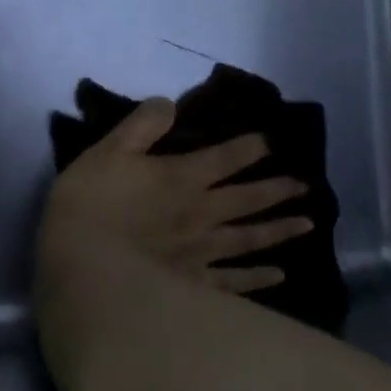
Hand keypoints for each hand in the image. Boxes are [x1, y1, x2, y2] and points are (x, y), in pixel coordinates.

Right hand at [38, 98, 311, 294]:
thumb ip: (142, 124)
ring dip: (279, 229)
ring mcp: (202, 253)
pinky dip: (258, 279)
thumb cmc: (91, 203)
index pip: (226, 158)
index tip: (272, 141)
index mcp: (183, 178)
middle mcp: (203, 213)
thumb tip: (169, 103)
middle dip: (278, 189)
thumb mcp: (109, 150)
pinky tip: (278, 276)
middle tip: (307, 185)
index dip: (250, 147)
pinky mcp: (195, 286)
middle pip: (248, 199)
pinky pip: (234, 282)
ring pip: (250, 239)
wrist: (83, 266)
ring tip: (307, 223)